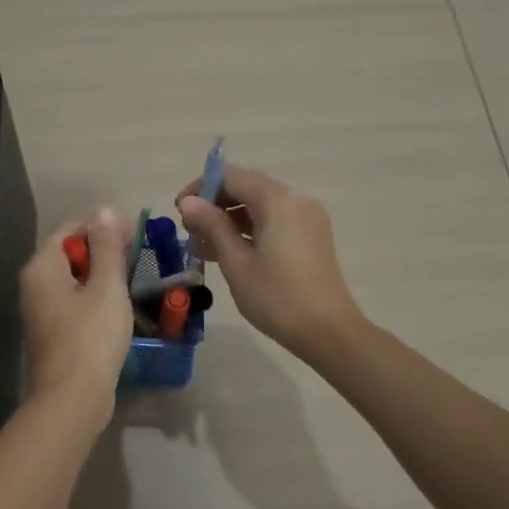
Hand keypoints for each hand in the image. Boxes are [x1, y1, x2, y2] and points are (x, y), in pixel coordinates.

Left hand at [20, 208, 133, 406]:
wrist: (73, 399)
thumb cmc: (91, 336)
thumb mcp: (107, 286)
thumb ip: (107, 246)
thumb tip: (105, 210)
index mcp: (42, 267)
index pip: (70, 230)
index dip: (102, 227)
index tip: (134, 234)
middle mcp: (34, 285)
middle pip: (69, 254)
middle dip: (102, 250)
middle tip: (137, 255)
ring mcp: (40, 312)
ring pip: (72, 280)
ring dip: (100, 275)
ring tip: (132, 278)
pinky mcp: (51, 334)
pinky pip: (73, 303)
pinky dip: (93, 298)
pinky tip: (117, 307)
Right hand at [177, 165, 362, 356]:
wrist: (328, 332)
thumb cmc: (277, 298)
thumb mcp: (236, 262)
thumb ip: (212, 226)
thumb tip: (188, 201)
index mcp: (277, 200)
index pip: (230, 176)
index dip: (200, 188)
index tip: (179, 212)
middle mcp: (295, 198)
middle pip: (246, 187)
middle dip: (214, 204)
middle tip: (190, 232)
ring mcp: (307, 216)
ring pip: (259, 204)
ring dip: (230, 219)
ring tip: (203, 247)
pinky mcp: (311, 234)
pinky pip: (274, 219)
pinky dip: (250, 229)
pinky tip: (229, 252)